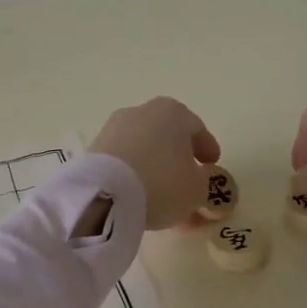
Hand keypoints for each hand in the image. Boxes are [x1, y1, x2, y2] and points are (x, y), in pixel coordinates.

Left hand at [88, 97, 221, 229]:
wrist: (103, 195)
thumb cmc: (161, 183)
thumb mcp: (197, 189)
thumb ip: (205, 183)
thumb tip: (198, 179)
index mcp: (172, 112)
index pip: (196, 128)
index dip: (207, 148)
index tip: (212, 166)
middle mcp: (142, 112)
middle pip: (167, 135)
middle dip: (179, 158)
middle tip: (189, 181)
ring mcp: (114, 128)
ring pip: (144, 148)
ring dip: (155, 167)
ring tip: (163, 196)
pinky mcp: (95, 149)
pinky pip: (123, 160)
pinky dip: (134, 173)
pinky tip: (140, 195)